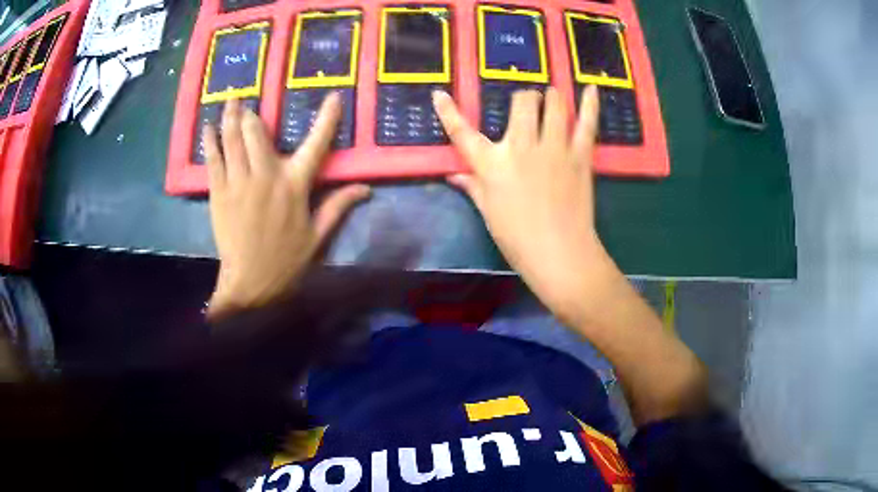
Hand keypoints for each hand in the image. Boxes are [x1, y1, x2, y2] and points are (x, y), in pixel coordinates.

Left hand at [205, 95, 369, 319]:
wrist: (251, 283)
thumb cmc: (287, 260)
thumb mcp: (318, 235)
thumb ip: (339, 206)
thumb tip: (366, 188)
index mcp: (294, 185)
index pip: (316, 144)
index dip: (327, 119)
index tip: (333, 96)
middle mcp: (266, 175)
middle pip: (257, 133)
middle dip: (251, 113)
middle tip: (245, 99)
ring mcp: (239, 182)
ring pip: (233, 140)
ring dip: (230, 118)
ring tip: (229, 101)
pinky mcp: (219, 192)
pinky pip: (213, 160)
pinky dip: (210, 142)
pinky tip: (208, 128)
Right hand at [433, 86, 607, 323]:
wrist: (558, 253)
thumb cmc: (516, 238)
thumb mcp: (487, 211)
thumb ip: (471, 186)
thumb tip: (453, 174)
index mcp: (491, 163)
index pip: (461, 132)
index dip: (448, 110)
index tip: (439, 94)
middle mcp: (521, 146)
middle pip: (521, 102)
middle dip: (523, 99)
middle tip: (527, 106)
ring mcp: (553, 147)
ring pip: (553, 104)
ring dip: (551, 97)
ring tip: (552, 98)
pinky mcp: (579, 155)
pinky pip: (586, 122)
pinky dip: (590, 103)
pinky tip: (590, 87)